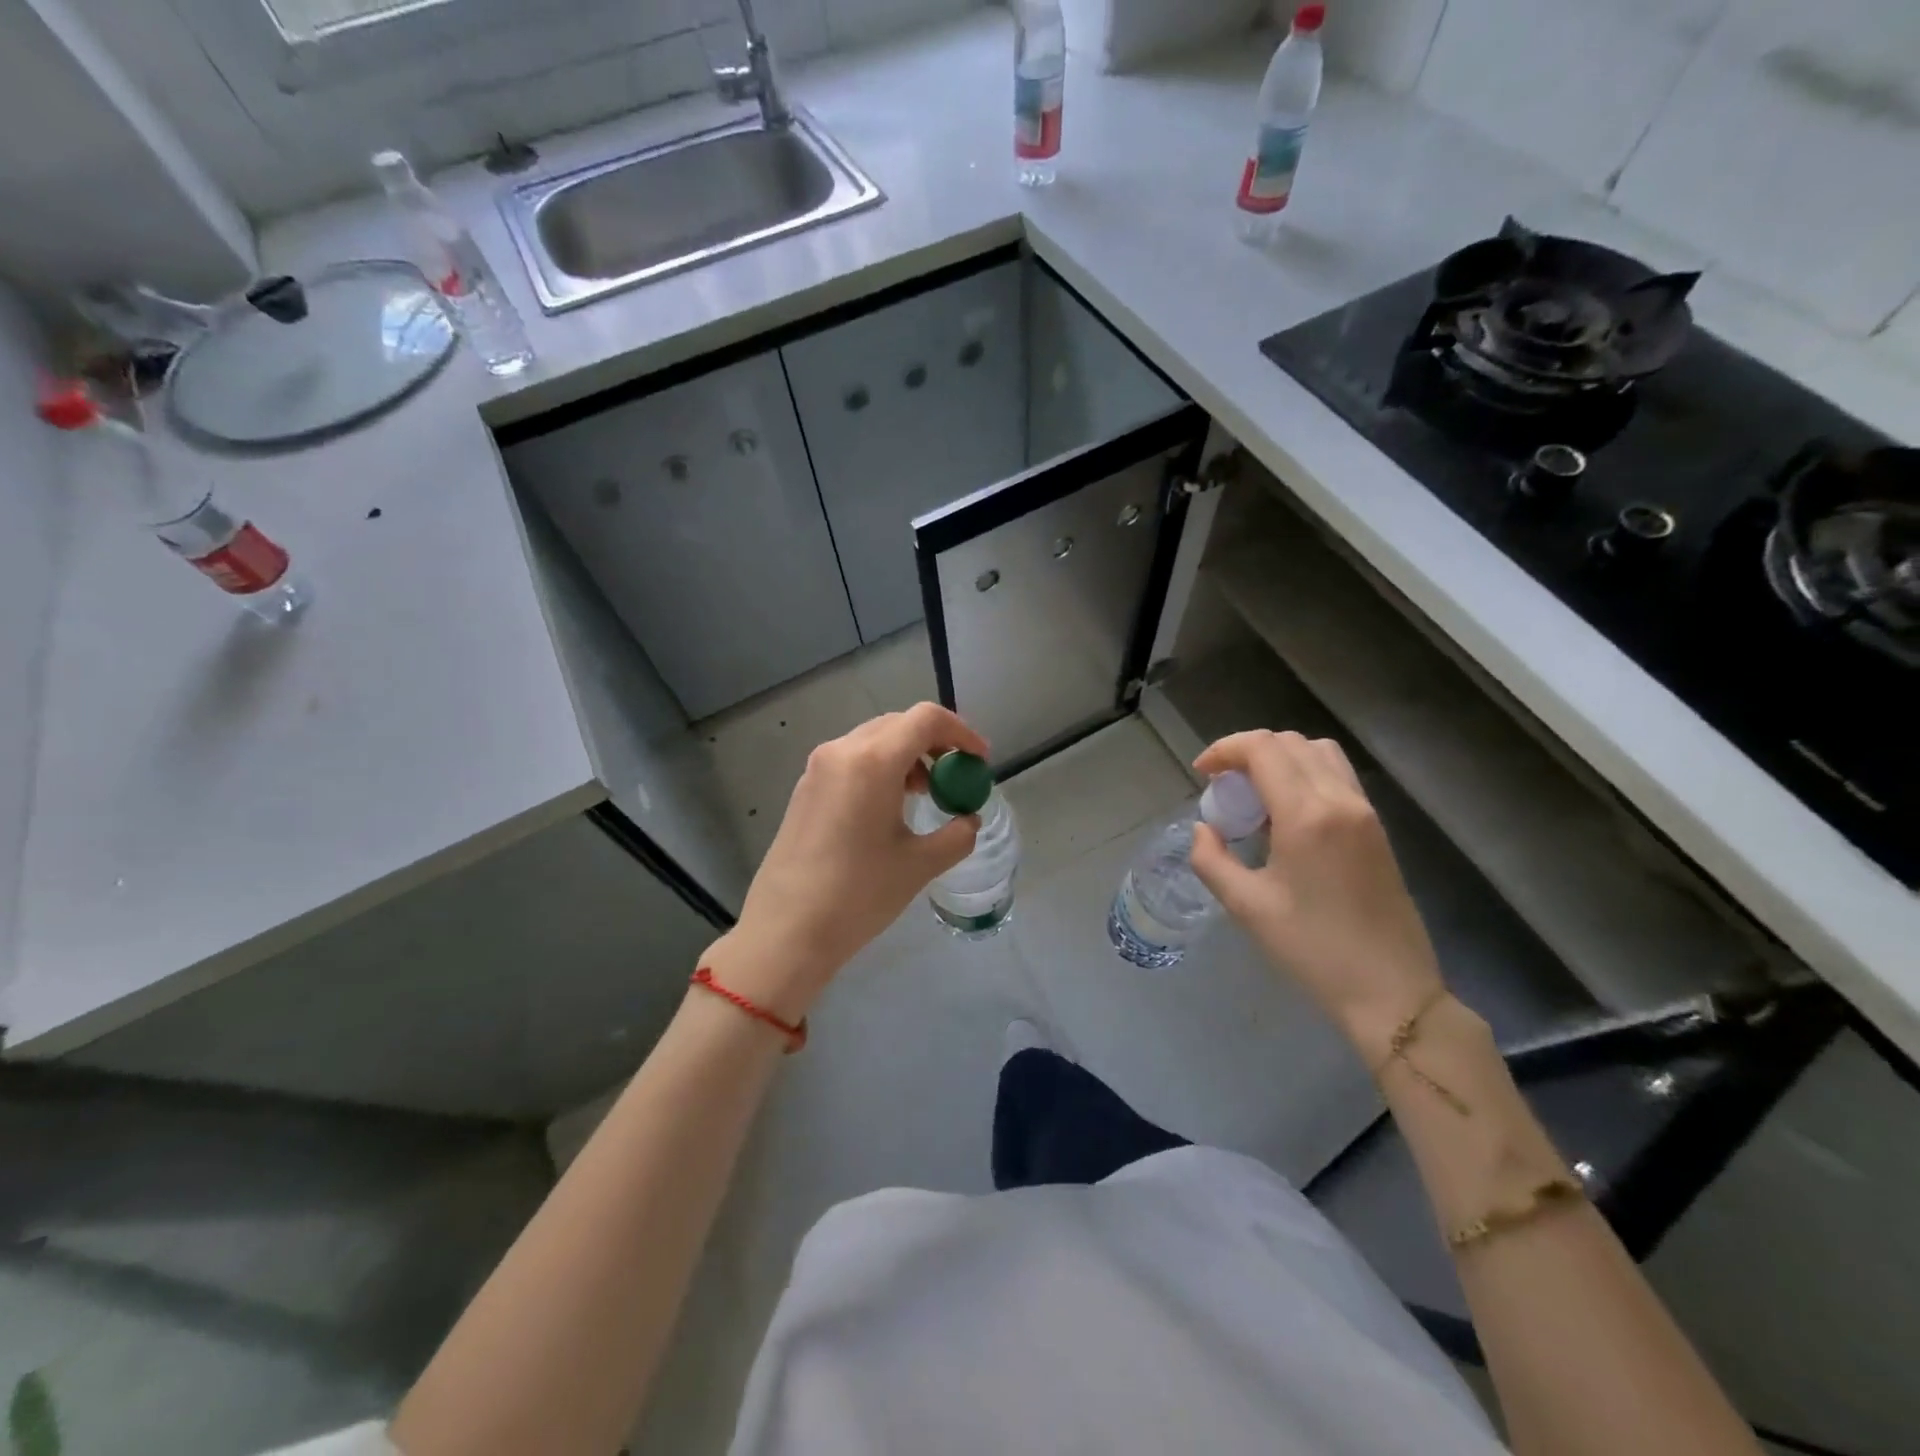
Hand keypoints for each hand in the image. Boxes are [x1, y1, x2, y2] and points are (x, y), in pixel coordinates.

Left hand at [701, 703, 989, 1021]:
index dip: (960, 732)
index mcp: (873, 762)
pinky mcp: (805, 788)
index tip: (978, 761)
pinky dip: (880, 768)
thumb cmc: (858, 895)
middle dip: (934, 743)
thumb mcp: (919, 865)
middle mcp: (842, 752)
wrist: (786, 930)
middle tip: (955, 776)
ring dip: (907, 755)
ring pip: (873, 739)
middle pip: (899, 724)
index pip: (926, 719)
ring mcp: (818, 768)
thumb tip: (969, 820)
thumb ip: (957, 835)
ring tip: (925, 794)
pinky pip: (852, 759)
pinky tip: (888, 807)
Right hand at [1188, 730, 1443, 1057]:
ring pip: (1318, 753)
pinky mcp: (1376, 828)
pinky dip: (1304, 774)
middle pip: (1290, 743)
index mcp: (1307, 814)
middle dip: (1248, 752)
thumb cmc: (1312, 949)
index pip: (1263, 749)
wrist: (1391, 991)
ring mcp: (1364, 812)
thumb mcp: (1246, 907)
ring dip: (1280, 758)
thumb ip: (1211, 859)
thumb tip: (1203, 829)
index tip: (1202, 774)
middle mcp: (1340, 800)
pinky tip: (1285, 814)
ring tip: (1253, 794)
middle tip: (1222, 786)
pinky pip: (1337, 776)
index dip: (1225, 749)